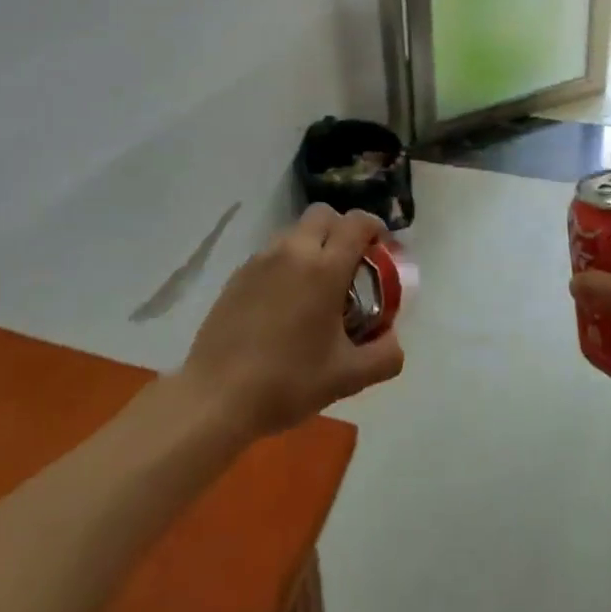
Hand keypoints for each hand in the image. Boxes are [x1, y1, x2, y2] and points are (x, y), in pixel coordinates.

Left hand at [180, 204, 405, 438]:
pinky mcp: (238, 274)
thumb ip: (384, 356)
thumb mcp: (348, 377)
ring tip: (317, 285)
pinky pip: (271, 253)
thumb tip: (394, 340)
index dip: (375, 227)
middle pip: (324, 214)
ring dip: (313, 244)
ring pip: (295, 231)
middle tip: (351, 264)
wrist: (216, 397)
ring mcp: (261, 260)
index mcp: (325, 268)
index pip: (357, 222)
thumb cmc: (288, 382)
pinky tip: (285, 302)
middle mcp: (293, 251)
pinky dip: (287, 262)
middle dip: (342, 229)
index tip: (382, 248)